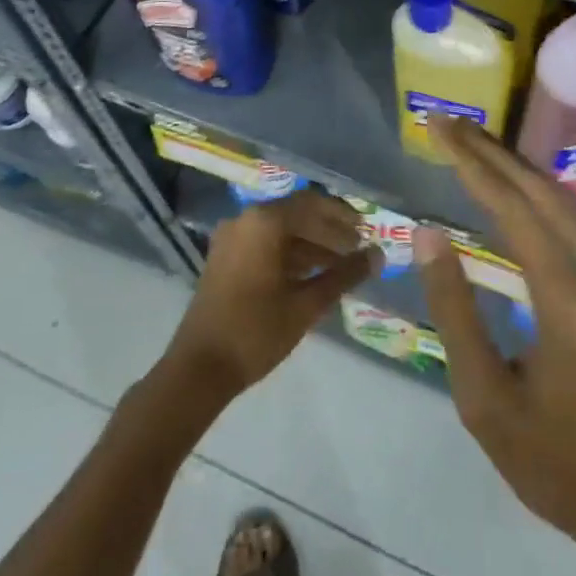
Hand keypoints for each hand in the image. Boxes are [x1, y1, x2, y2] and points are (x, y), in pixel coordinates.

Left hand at [165, 191, 376, 399]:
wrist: (198, 370)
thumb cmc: (255, 332)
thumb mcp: (306, 305)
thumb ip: (344, 275)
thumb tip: (378, 256)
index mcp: (264, 222)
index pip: (313, 204)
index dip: (342, 217)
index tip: (366, 232)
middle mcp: (246, 220)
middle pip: (297, 214)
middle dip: (328, 231)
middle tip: (357, 249)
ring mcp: (232, 238)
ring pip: (281, 230)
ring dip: (311, 244)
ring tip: (340, 265)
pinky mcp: (225, 258)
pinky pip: (264, 243)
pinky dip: (290, 253)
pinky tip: (312, 274)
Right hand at [415, 117, 575, 555]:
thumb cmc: (556, 461)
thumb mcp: (485, 400)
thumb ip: (455, 311)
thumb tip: (429, 234)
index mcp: (568, 300)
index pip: (514, 209)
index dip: (473, 164)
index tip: (440, 129)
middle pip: (543, 192)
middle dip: (493, 153)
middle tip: (452, 124)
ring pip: (569, 201)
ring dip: (521, 168)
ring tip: (479, 145)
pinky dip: (546, 194)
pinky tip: (524, 189)